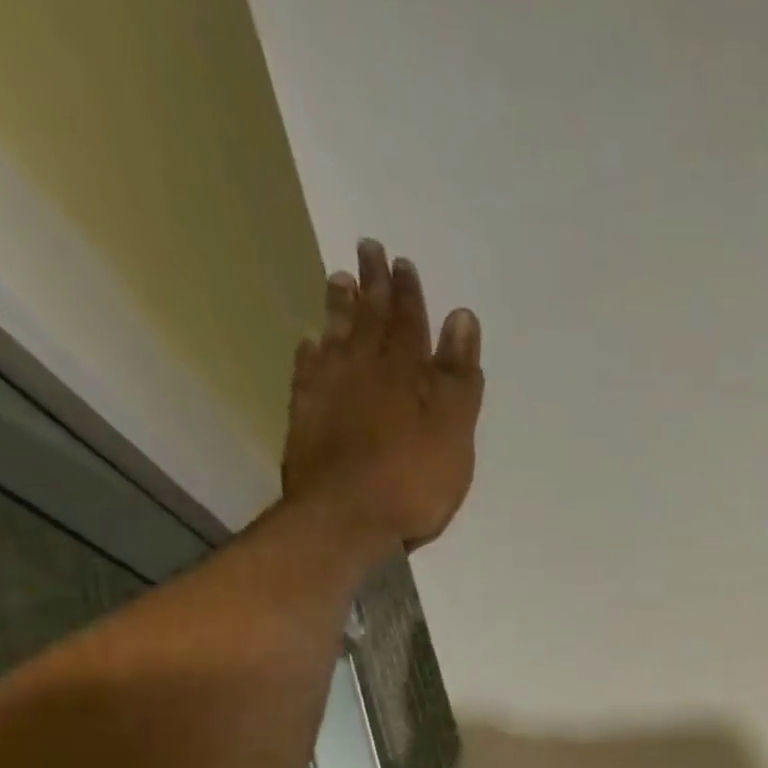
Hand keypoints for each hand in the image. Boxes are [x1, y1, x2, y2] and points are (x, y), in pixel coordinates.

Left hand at [281, 239, 483, 552]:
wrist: (346, 518)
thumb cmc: (413, 481)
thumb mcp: (453, 432)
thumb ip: (458, 378)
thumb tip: (461, 318)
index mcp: (406, 375)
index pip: (409, 323)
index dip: (408, 293)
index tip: (403, 262)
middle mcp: (365, 372)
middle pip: (370, 321)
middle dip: (373, 286)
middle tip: (368, 248)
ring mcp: (330, 393)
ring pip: (336, 339)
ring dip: (340, 309)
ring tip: (337, 279)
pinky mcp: (306, 418)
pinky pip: (308, 372)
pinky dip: (311, 353)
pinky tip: (310, 341)